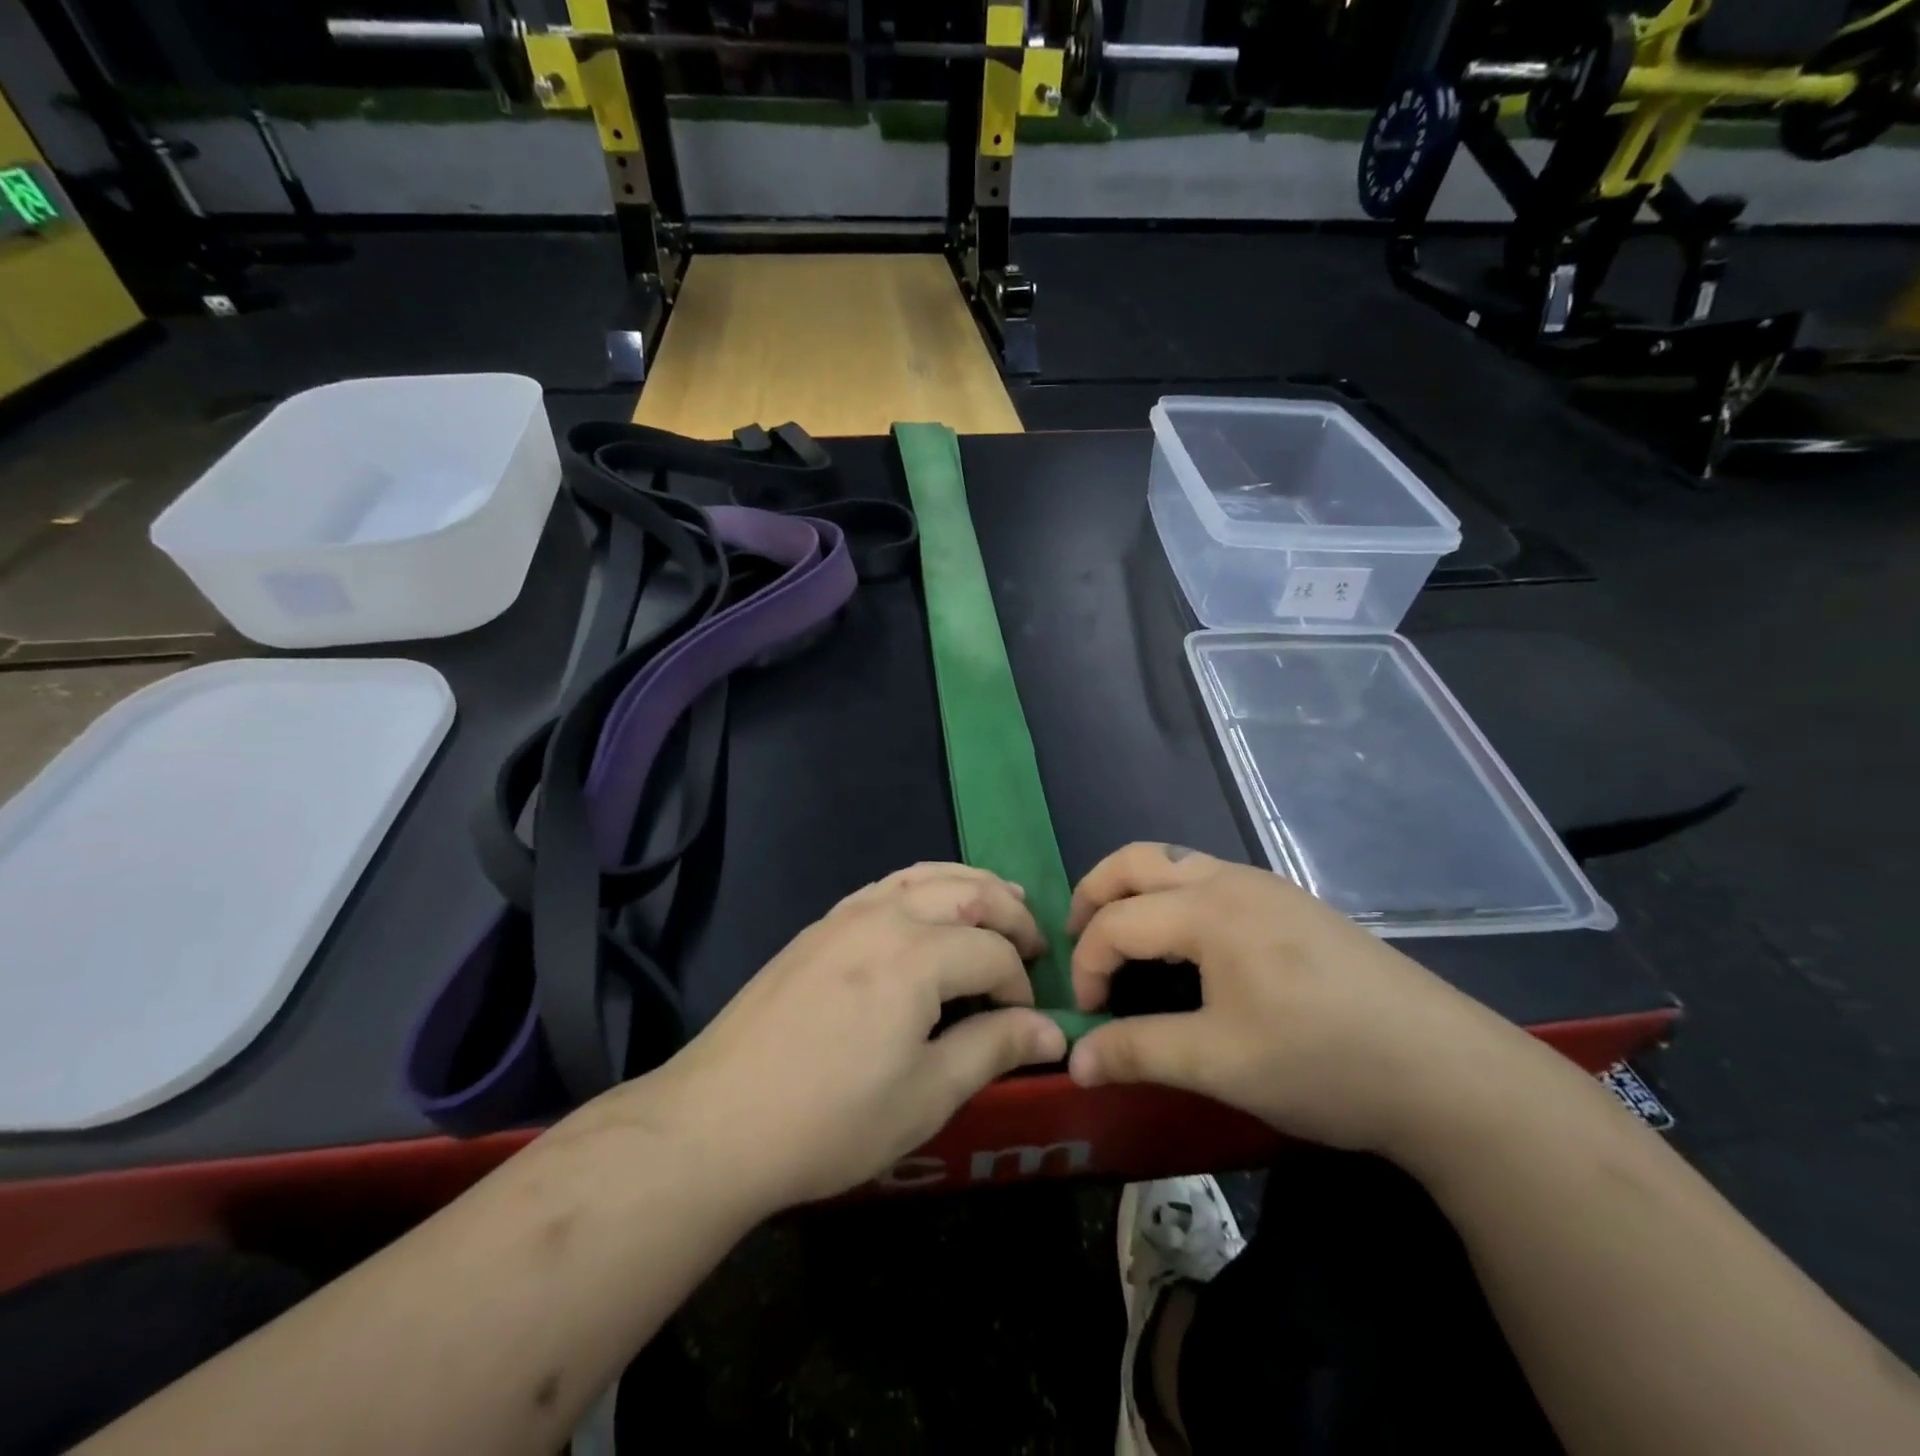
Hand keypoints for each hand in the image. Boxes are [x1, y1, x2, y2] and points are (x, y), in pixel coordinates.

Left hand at [609, 863, 1066, 1214]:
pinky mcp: (820, 926)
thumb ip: (994, 1049)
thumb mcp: (926, 1096)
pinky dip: (927, 884)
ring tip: (1002, 901)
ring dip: (972, 886)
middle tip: (1035, 947)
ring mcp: (846, 914)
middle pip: (968, 894)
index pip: (994, 952)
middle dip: (1011, 915)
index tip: (1025, 1024)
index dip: (1020, 985)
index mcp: (916, 956)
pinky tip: (931, 907)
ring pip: (927, 876)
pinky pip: (888, 884)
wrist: (716, 1122)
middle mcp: (885, 917)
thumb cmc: (830, 1120)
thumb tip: (1052, 1029)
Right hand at [1064, 843, 1532, 1157]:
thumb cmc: (1322, 1061)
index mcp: (1207, 909)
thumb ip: (1138, 1051)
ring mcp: (1266, 887)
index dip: (1087, 965)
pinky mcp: (1291, 905)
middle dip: (1092, 895)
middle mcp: (1230, 880)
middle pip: (1135, 860)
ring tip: (1123, 943)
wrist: (1447, 1071)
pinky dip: (1171, 899)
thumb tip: (1073, 1060)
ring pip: (1174, 864)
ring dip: (1133, 893)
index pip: (1115, 921)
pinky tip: (1186, 949)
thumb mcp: (1219, 1063)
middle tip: (1075, 943)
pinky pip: (1208, 879)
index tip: (1087, 1017)